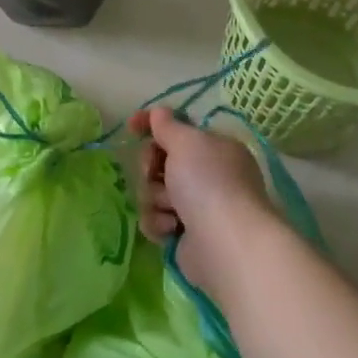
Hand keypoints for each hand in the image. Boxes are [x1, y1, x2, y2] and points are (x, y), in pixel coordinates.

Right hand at [125, 106, 281, 300]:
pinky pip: (156, 220)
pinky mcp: (185, 235)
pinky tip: (172, 229)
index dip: (152, 125)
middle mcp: (208, 175)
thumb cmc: (208, 183)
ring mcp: (197, 207)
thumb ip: (167, 125)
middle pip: (161, 161)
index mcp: (214, 148)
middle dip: (151, 168)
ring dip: (156, 199)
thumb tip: (159, 113)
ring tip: (172, 210)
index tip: (131, 127)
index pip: (178, 128)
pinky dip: (160, 223)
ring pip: (154, 192)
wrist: (225, 244)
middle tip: (153, 173)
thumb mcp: (186, 142)